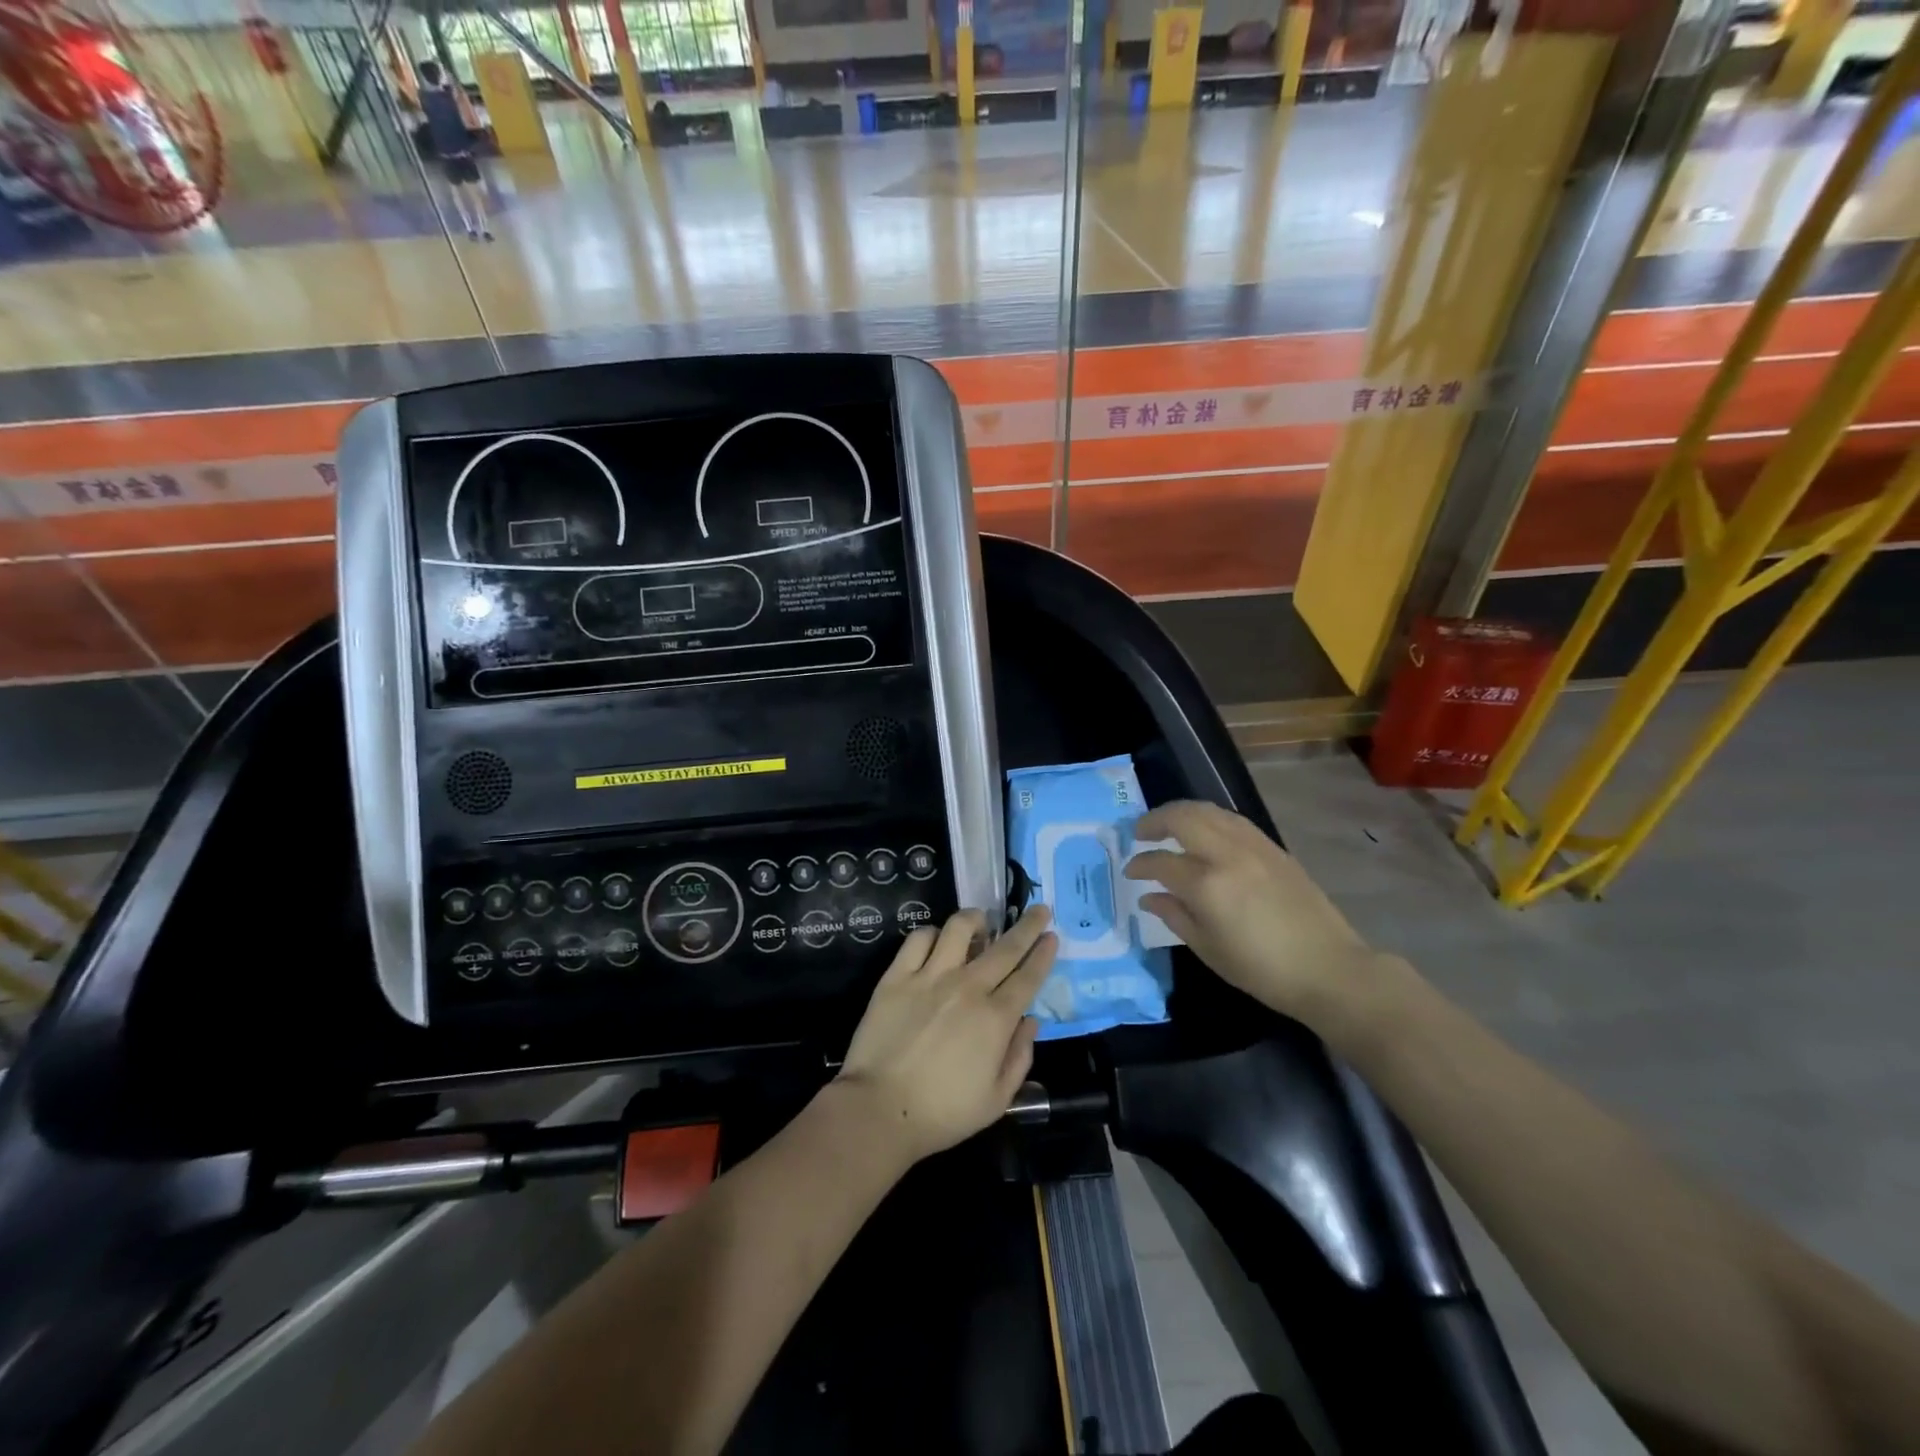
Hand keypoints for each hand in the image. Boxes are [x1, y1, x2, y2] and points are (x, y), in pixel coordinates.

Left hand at [835, 907, 1056, 1165]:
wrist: (879, 1109)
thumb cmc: (942, 1113)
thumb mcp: (997, 1100)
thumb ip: (1020, 1057)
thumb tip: (1031, 1021)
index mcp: (996, 1018)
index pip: (1028, 976)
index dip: (1043, 953)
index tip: (1052, 935)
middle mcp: (968, 988)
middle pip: (1005, 947)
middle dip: (1027, 925)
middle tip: (1039, 909)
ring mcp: (930, 977)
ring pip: (959, 928)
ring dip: (976, 920)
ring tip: (981, 923)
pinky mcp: (897, 976)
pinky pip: (918, 939)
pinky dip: (932, 933)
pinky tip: (937, 940)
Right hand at [1125, 801, 1382, 1030]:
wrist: (1328, 969)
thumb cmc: (1261, 970)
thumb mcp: (1208, 949)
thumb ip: (1174, 916)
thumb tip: (1149, 897)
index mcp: (1207, 885)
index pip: (1161, 862)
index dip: (1140, 864)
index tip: (1130, 871)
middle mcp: (1227, 855)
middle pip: (1182, 818)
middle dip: (1155, 821)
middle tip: (1140, 833)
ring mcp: (1253, 846)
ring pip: (1209, 811)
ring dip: (1182, 813)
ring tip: (1168, 825)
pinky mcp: (1273, 848)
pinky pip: (1232, 820)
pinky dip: (1209, 818)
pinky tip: (1204, 832)